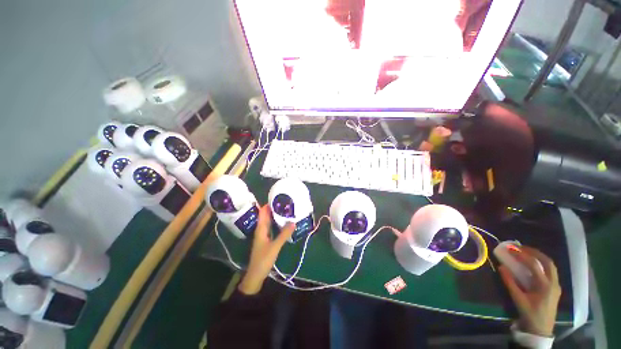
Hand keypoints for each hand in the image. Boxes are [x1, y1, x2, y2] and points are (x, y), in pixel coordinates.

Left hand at [238, 205, 294, 294]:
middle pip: (266, 215)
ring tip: (286, 210)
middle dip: (274, 209)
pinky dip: (277, 223)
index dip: (269, 204)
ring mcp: (263, 235)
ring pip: (269, 221)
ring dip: (276, 215)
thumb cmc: (263, 260)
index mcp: (260, 228)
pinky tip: (284, 223)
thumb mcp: (275, 247)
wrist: (255, 275)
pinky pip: (272, 227)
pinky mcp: (267, 239)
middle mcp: (261, 229)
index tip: (278, 198)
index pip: (263, 212)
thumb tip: (293, 222)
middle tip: (286, 203)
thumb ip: (284, 234)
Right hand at [499, 246, 561, 336]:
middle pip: (547, 262)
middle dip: (534, 252)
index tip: (511, 249)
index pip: (534, 265)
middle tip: (520, 247)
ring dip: (539, 256)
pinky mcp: (555, 288)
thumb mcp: (518, 299)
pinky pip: (550, 271)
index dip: (522, 255)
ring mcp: (556, 285)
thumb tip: (501, 267)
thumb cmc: (529, 314)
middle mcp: (553, 283)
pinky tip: (533, 264)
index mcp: (545, 286)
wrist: (541, 330)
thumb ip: (510, 282)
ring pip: (550, 266)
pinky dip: (541, 263)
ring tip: (526, 252)